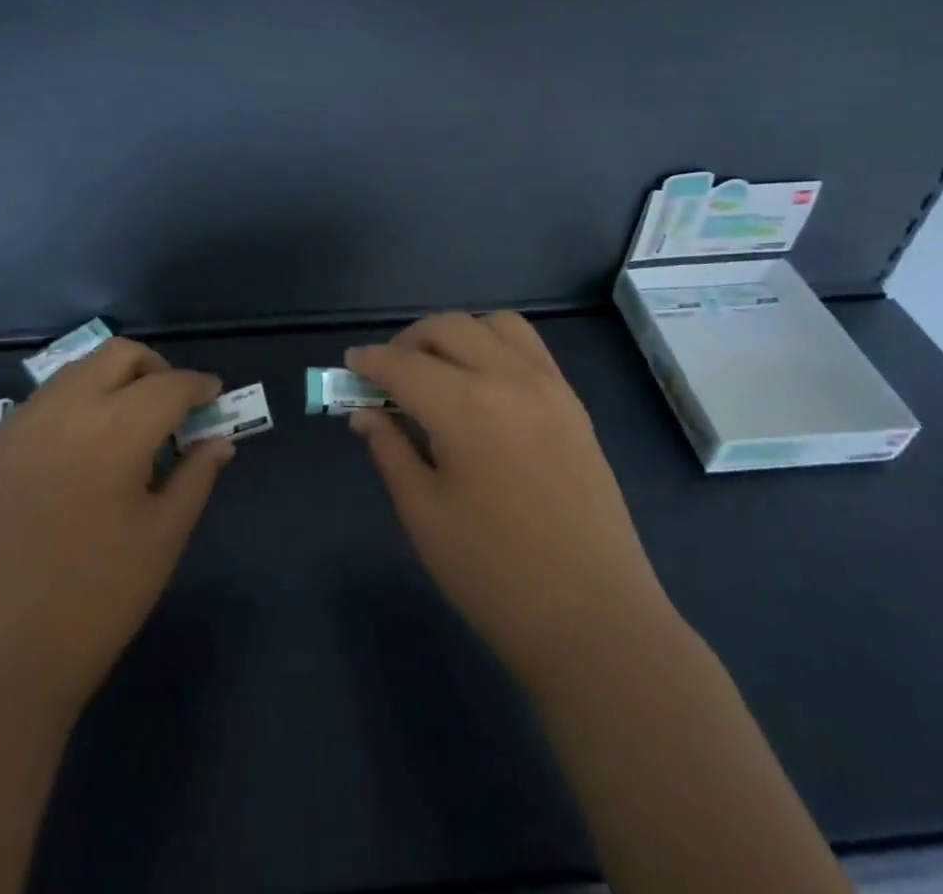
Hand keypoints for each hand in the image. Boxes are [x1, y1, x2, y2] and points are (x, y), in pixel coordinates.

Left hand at [0, 339, 232, 725]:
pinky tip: (87, 447)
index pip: (169, 385)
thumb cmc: (93, 604)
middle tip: (174, 407)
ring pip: (79, 370)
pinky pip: (48, 399)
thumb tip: (219, 440)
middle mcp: (64, 411)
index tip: (215, 396)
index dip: (199, 386)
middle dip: (156, 368)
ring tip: (132, 426)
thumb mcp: (162, 539)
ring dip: (115, 380)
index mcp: (113, 432)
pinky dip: (79, 401)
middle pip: (119, 355)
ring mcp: (21, 426)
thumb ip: (196, 477)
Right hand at [348, 312, 673, 693]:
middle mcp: (509, 379)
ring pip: (493, 324)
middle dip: (408, 341)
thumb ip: (390, 450)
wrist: (594, 619)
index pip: (403, 364)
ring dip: (456, 334)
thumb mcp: (424, 514)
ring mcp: (549, 386)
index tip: (349, 365)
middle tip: (388, 375)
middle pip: (447, 328)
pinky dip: (495, 344)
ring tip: (438, 371)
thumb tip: (364, 413)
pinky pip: (529, 346)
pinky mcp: (573, 402)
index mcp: (466, 408)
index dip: (369, 362)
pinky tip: (483, 382)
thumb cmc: (494, 575)